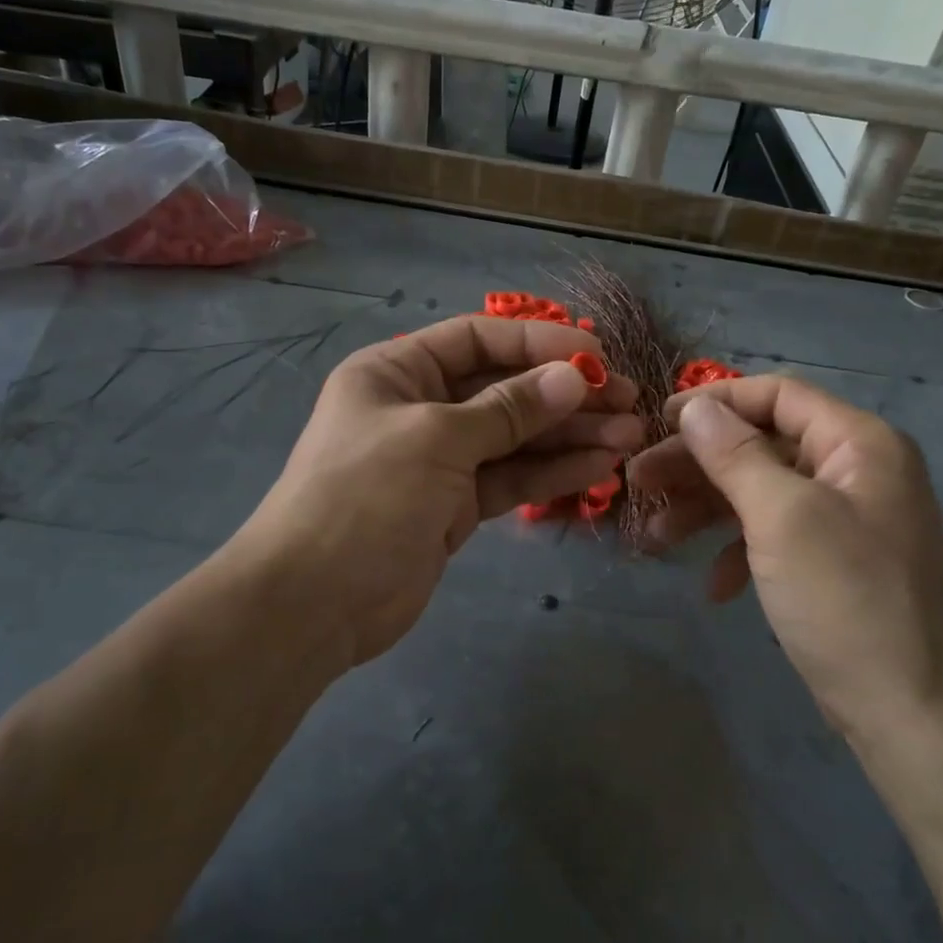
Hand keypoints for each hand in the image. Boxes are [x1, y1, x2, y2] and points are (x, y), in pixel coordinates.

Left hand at [232, 315, 642, 663]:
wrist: (313, 603)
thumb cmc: (364, 497)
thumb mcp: (436, 439)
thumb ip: (508, 409)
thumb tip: (574, 377)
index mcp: (397, 372)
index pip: (477, 340)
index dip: (538, 343)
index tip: (596, 356)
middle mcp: (419, 408)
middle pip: (503, 389)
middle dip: (565, 394)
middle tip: (628, 400)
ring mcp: (439, 460)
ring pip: (514, 438)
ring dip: (569, 435)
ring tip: (629, 435)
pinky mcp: (454, 506)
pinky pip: (510, 478)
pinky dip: (551, 472)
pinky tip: (598, 465)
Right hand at [627, 375, 942, 748]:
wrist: (912, 712)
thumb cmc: (846, 599)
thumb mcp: (782, 517)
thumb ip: (735, 455)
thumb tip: (696, 408)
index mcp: (858, 444)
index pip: (778, 395)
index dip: (715, 401)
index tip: (658, 421)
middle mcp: (855, 471)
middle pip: (761, 444)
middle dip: (698, 462)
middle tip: (638, 480)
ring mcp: (844, 519)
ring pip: (760, 492)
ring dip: (705, 509)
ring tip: (653, 534)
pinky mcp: (831, 562)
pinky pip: (773, 536)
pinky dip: (737, 551)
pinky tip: (713, 585)